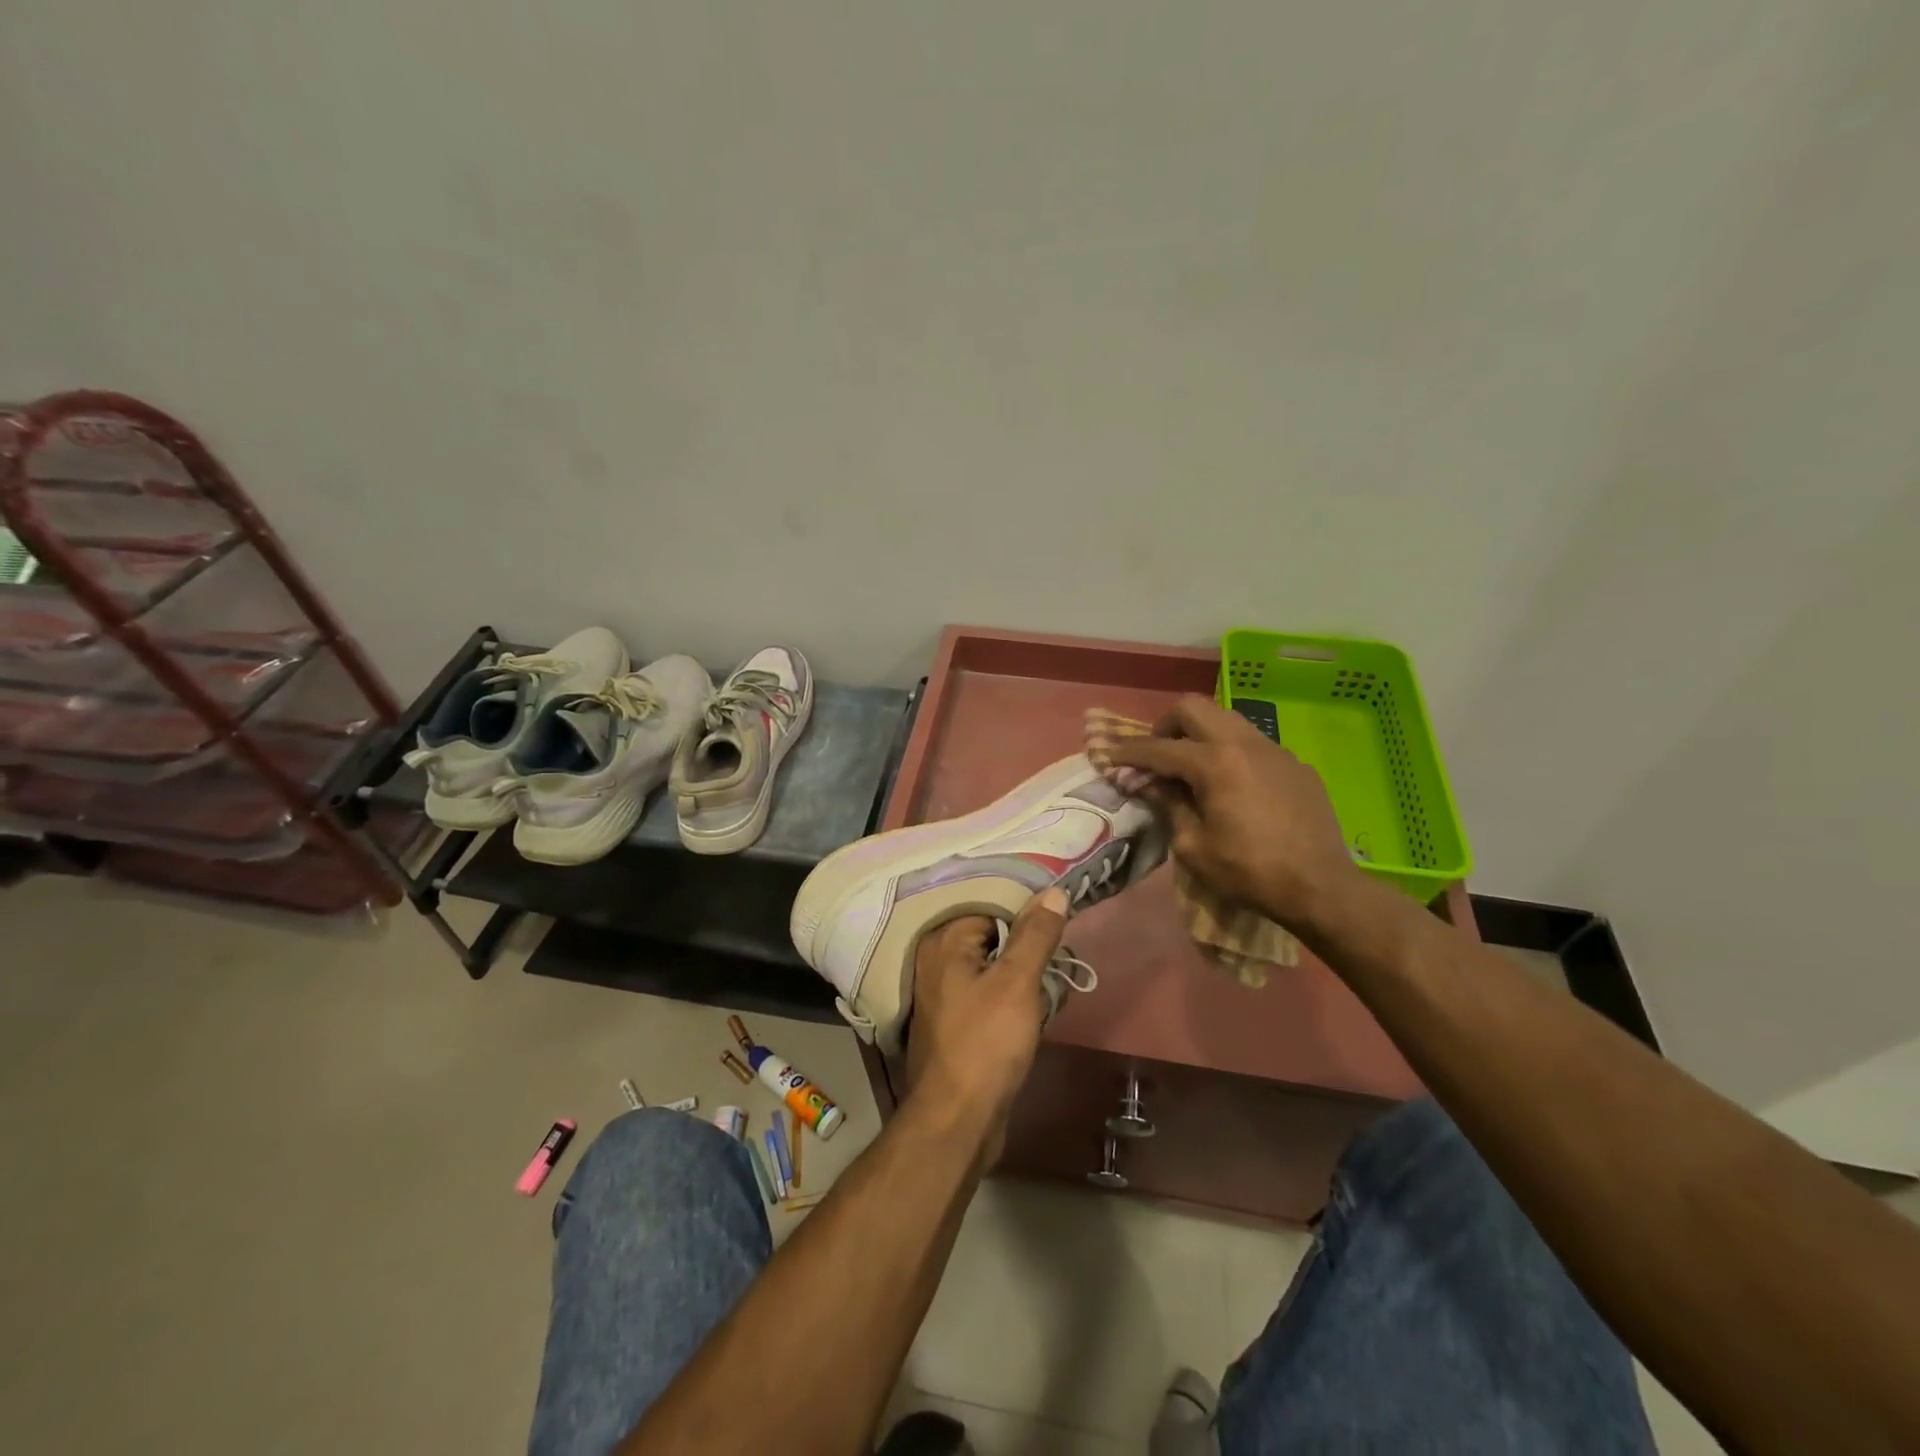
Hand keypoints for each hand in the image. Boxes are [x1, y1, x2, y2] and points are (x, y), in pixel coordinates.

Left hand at [905, 889, 1068, 1163]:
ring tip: (1053, 974)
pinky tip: (1034, 1004)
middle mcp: (934, 962)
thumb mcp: (1017, 981)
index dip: (1023, 911)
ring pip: (990, 966)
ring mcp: (941, 995)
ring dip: (1020, 971)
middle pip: (989, 935)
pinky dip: (1009, 995)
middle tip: (1060, 946)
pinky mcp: (953, 1024)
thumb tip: (1054, 892)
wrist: (958, 1120)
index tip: (1056, 918)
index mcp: (942, 942)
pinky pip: (986, 994)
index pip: (988, 905)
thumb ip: (1035, 934)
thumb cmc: (986, 1043)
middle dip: (1024, 943)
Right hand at [1102, 695, 1359, 929]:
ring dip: (1200, 733)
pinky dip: (1231, 752)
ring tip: (1192, 765)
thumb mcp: (1193, 846)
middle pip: (1193, 708)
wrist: (1321, 887)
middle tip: (1156, 753)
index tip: (1108, 756)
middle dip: (1166, 725)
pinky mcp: (1295, 764)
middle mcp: (1243, 743)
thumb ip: (1168, 805)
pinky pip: (1253, 743)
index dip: (1128, 752)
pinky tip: (1233, 785)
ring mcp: (1274, 750)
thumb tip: (1149, 784)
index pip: (1159, 748)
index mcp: (1215, 763)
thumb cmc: (1249, 871)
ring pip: (1226, 718)